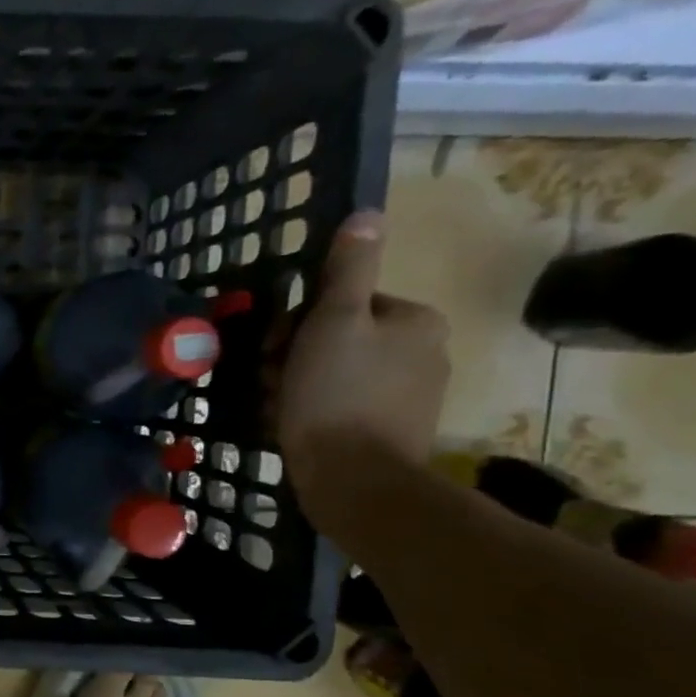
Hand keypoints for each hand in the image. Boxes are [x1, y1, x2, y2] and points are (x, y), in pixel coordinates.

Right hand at [274, 210, 449, 519]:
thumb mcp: (333, 321)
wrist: (354, 481)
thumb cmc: (336, 395)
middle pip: (339, 339)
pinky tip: (292, 426)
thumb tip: (367, 215)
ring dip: (297, 385)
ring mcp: (409, 398)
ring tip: (278, 408)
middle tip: (271, 380)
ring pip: (335, 375)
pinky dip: (314, 412)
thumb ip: (346, 270)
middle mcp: (424, 354)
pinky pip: (342, 408)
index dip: (299, 323)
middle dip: (295, 356)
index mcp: (415, 322)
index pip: (344, 303)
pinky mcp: (391, 433)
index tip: (275, 348)